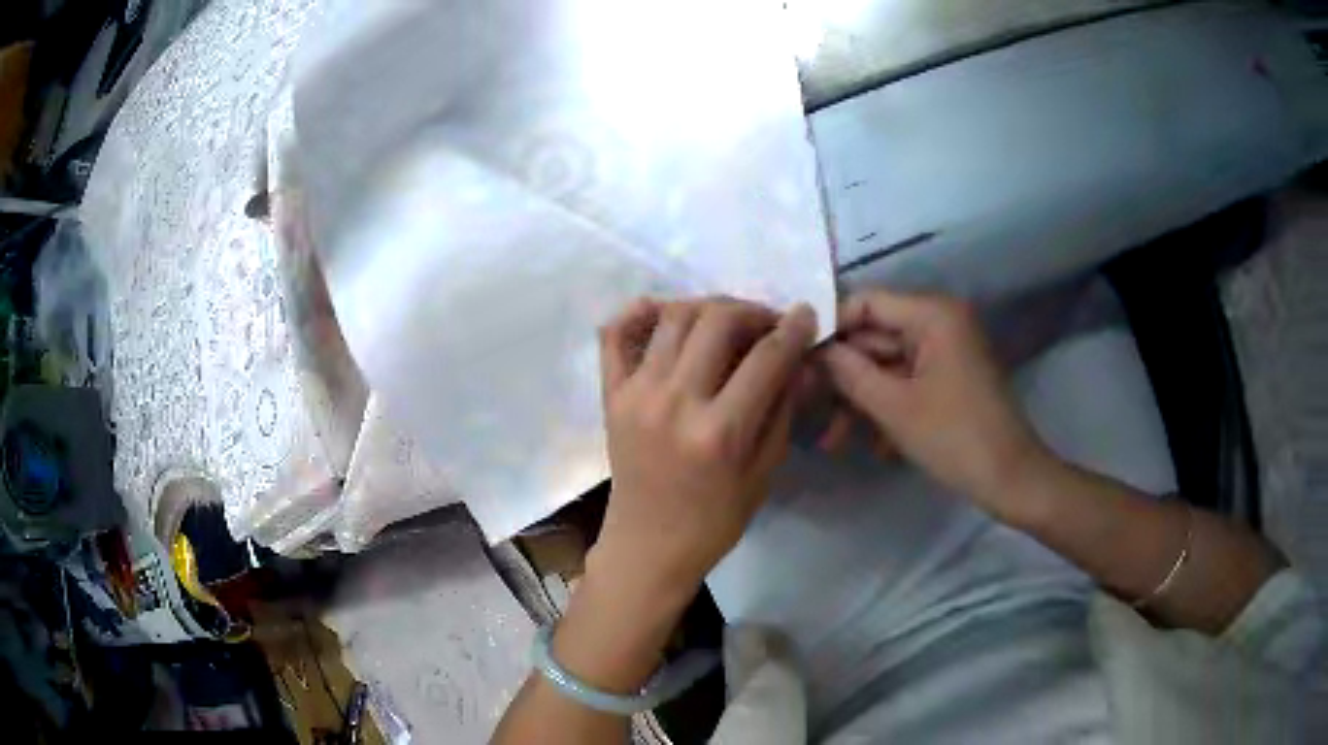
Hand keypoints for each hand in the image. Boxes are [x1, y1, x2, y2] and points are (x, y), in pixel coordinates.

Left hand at [593, 297, 817, 602]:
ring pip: (674, 317)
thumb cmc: (715, 520)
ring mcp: (636, 394)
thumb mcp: (765, 472)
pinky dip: (637, 312)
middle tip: (766, 324)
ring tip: (726, 323)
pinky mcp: (610, 395)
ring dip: (708, 307)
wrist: (649, 545)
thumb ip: (782, 409)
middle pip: (717, 321)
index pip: (766, 358)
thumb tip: (796, 357)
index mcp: (720, 432)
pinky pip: (614, 335)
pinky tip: (662, 311)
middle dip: (752, 311)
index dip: (793, 329)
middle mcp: (675, 402)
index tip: (805, 315)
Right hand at [819, 291, 1049, 515]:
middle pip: (876, 336)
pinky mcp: (950, 377)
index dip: (830, 328)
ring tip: (833, 442)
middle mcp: (940, 322)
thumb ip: (848, 371)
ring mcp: (947, 351)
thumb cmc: (954, 437)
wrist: (1010, 479)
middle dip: (844, 376)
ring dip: (862, 400)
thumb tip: (812, 349)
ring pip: (889, 365)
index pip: (866, 302)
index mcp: (933, 314)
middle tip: (807, 407)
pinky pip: (908, 382)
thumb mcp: (893, 406)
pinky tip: (873, 447)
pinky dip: (888, 408)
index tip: (797, 360)